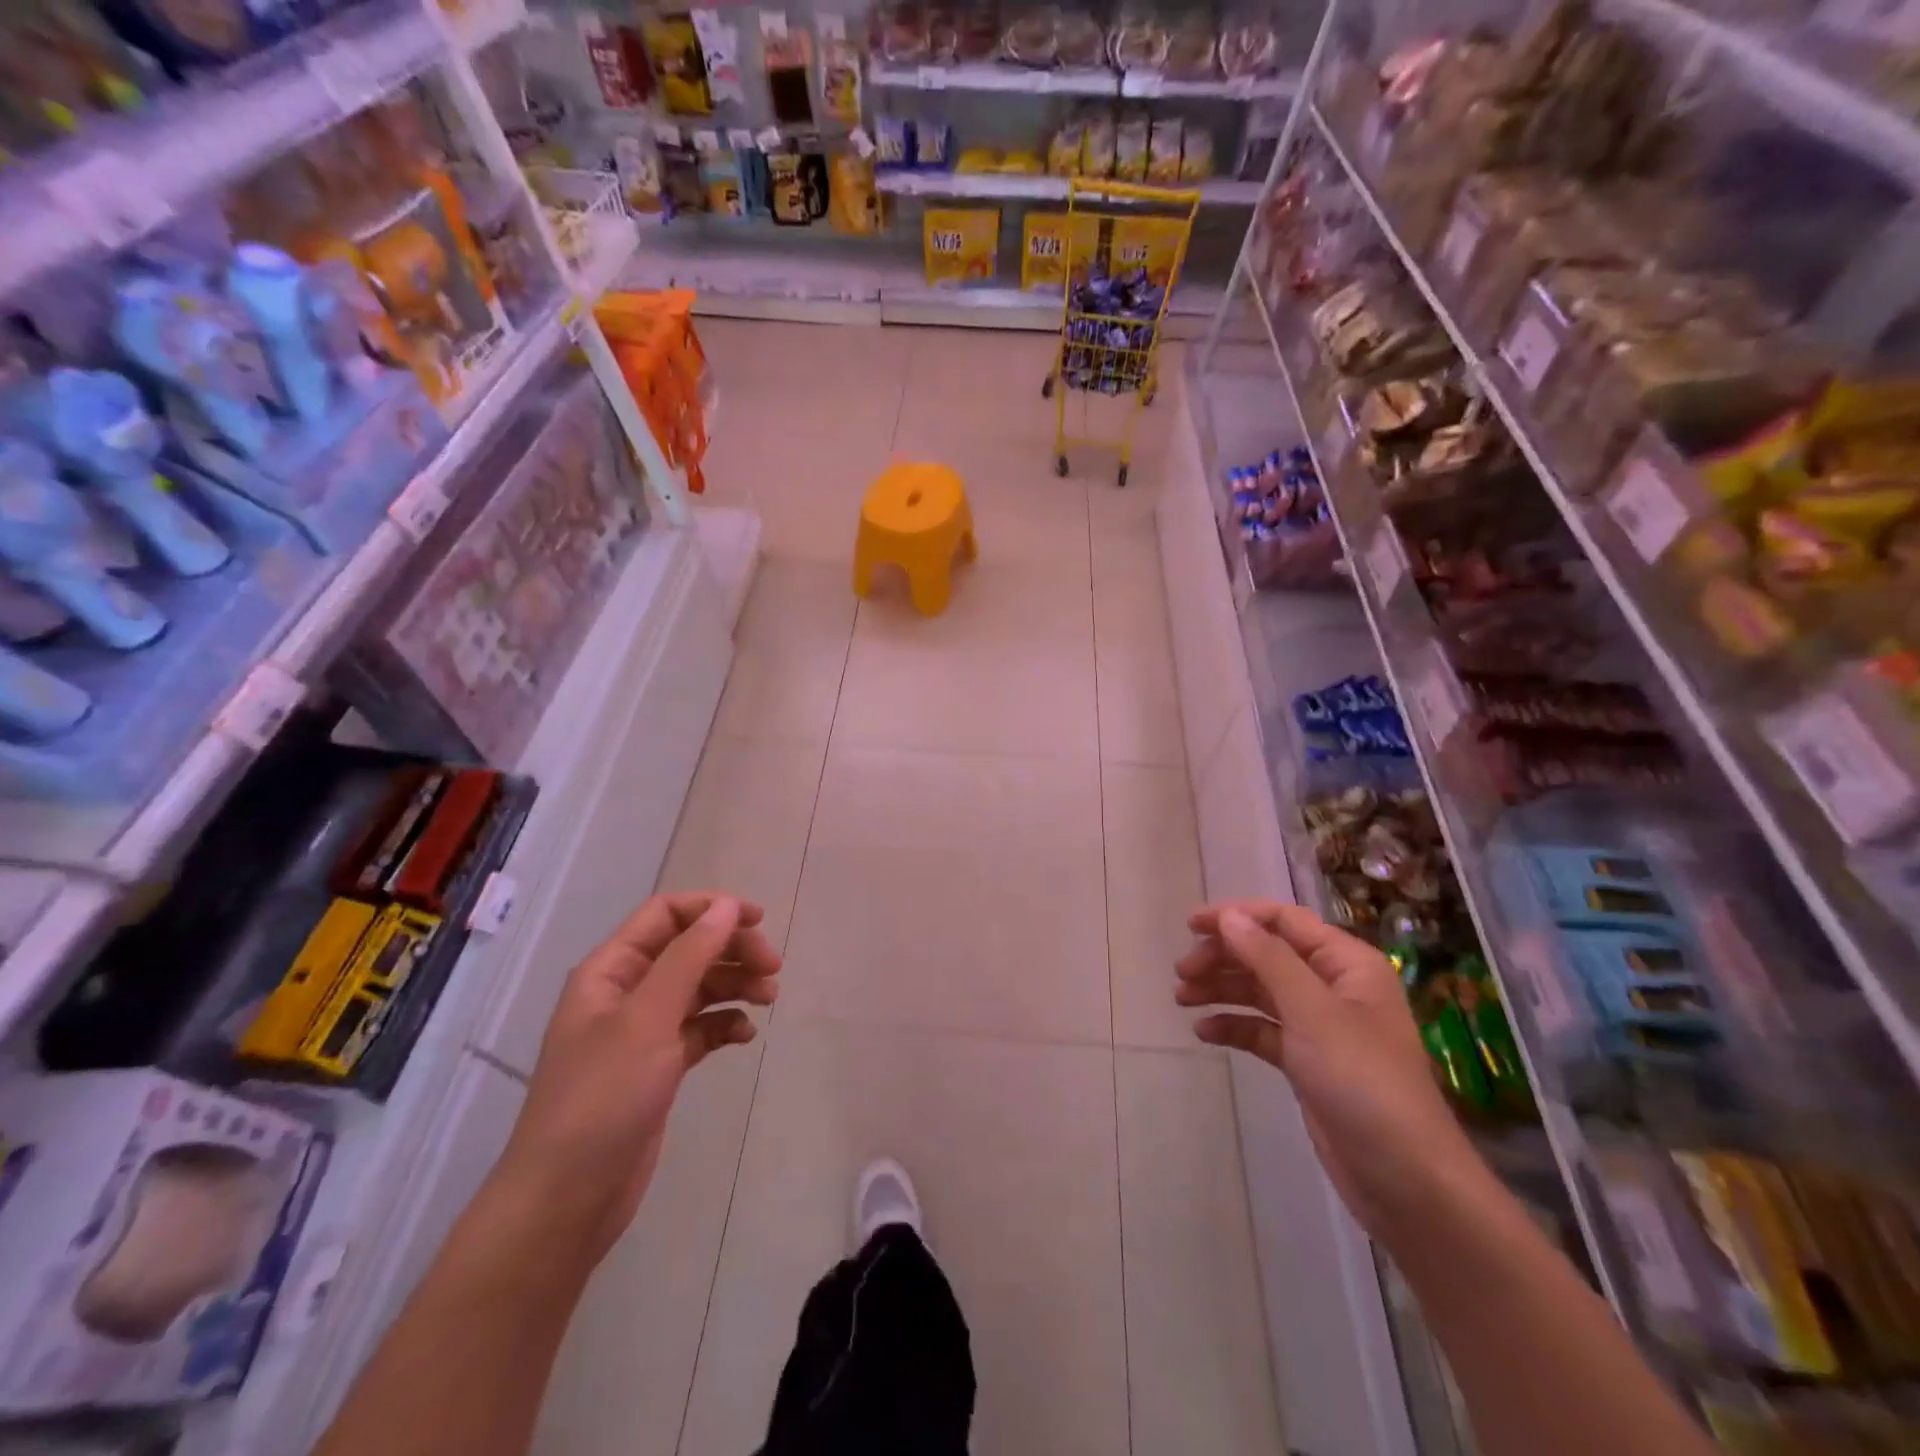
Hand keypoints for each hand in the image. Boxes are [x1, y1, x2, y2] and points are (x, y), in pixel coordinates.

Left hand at [494, 892, 780, 1264]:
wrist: (566, 1200)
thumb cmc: (603, 1097)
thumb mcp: (649, 1017)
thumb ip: (690, 956)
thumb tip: (727, 906)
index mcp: (610, 970)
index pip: (665, 914)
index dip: (711, 909)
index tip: (758, 920)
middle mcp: (625, 993)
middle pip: (688, 948)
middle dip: (731, 949)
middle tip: (773, 968)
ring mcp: (641, 1032)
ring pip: (698, 987)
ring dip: (735, 984)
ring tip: (769, 998)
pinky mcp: (657, 1067)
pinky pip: (699, 1028)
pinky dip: (724, 1024)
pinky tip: (744, 1036)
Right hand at [1176, 900, 1485, 1236]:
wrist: (1406, 1181)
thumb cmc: (1363, 1081)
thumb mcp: (1312, 1012)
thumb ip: (1268, 958)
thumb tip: (1230, 915)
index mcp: (1347, 963)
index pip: (1284, 921)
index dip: (1236, 916)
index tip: (1191, 925)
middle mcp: (1334, 987)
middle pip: (1268, 954)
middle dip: (1224, 957)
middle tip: (1182, 973)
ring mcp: (1320, 1026)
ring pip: (1260, 991)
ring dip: (1222, 989)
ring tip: (1182, 999)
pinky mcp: (1307, 1062)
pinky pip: (1262, 1029)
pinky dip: (1234, 1026)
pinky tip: (1206, 1033)